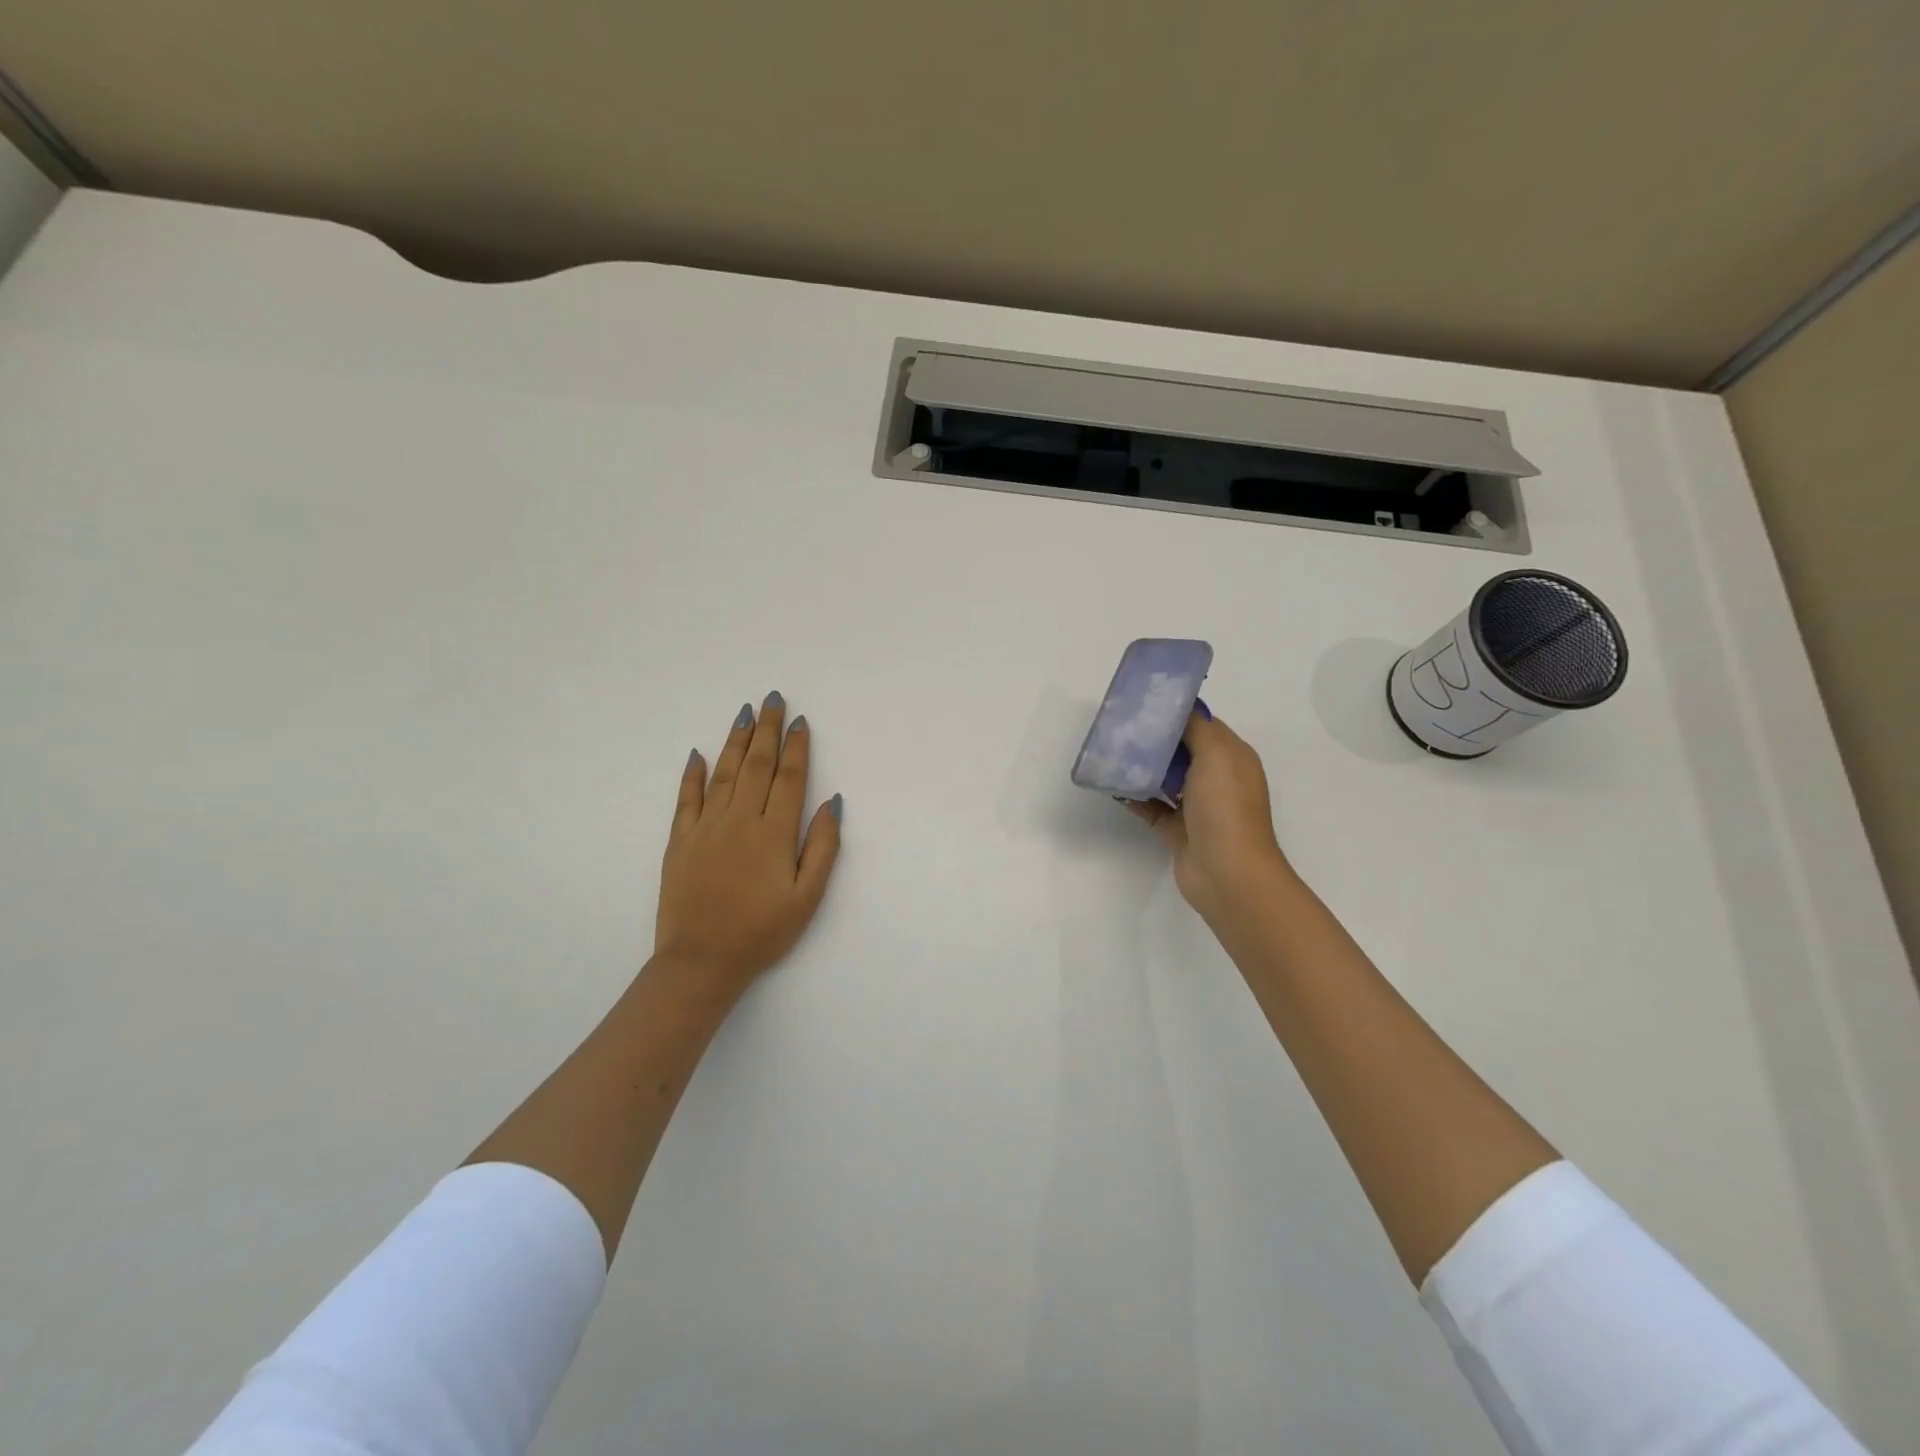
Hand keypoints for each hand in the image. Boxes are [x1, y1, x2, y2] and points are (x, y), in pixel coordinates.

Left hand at [655, 693, 841, 994]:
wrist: (701, 962)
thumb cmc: (762, 932)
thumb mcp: (807, 896)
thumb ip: (822, 846)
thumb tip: (833, 802)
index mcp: (774, 832)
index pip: (790, 778)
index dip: (797, 747)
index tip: (800, 720)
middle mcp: (740, 820)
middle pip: (756, 765)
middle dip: (766, 729)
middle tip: (771, 699)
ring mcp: (706, 827)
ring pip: (723, 773)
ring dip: (735, 741)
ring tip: (744, 714)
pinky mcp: (680, 841)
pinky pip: (686, 799)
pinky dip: (692, 774)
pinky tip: (698, 754)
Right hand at [1125, 712, 1291, 926]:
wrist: (1227, 872)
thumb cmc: (1225, 807)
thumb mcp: (1216, 754)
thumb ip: (1196, 728)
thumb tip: (1178, 712)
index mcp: (1232, 757)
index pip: (1203, 725)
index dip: (1176, 712)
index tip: (1144, 702)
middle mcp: (1217, 779)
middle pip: (1182, 750)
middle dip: (1155, 739)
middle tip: (1121, 726)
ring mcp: (1197, 807)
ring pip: (1165, 778)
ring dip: (1142, 767)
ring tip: (1112, 752)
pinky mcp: (1177, 830)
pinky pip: (1152, 807)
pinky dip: (1134, 797)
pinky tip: (1112, 786)